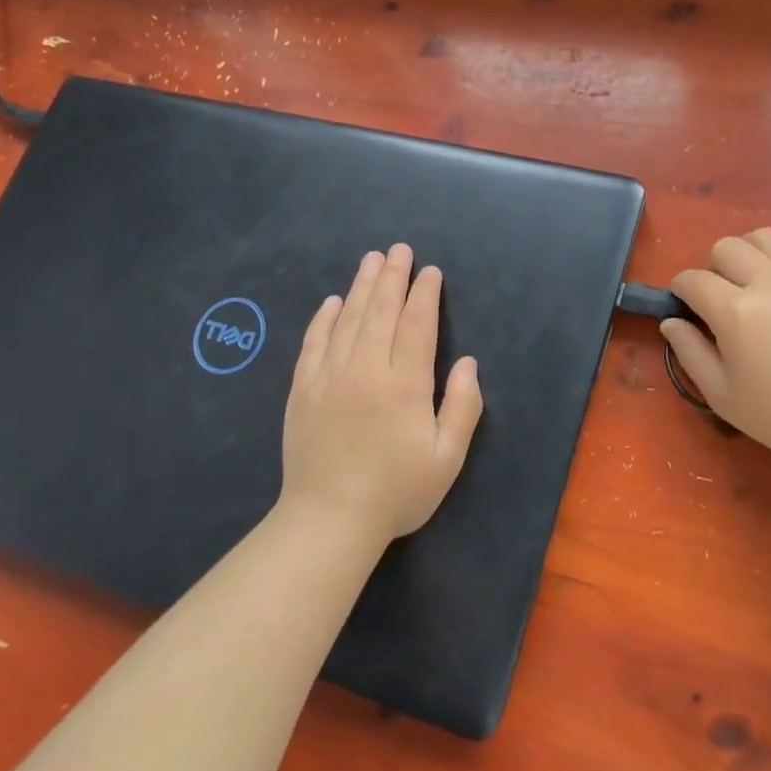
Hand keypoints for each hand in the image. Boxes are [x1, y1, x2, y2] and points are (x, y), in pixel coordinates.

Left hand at [281, 244, 482, 542]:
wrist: (329, 520)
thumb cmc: (397, 492)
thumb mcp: (447, 458)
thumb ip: (463, 407)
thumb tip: (467, 363)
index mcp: (404, 385)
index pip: (416, 326)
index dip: (424, 295)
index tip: (429, 271)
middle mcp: (365, 370)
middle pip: (380, 312)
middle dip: (392, 278)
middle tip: (399, 250)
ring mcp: (329, 377)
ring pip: (347, 320)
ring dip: (360, 287)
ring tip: (370, 260)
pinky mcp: (303, 391)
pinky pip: (313, 344)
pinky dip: (323, 319)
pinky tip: (331, 302)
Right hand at [664, 228, 770, 477]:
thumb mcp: (721, 395)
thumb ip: (689, 352)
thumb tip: (670, 322)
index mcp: (736, 311)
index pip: (692, 280)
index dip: (679, 290)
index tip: (681, 305)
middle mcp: (769, 281)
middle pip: (725, 247)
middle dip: (710, 268)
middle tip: (716, 298)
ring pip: (763, 236)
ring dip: (747, 253)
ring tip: (749, 281)